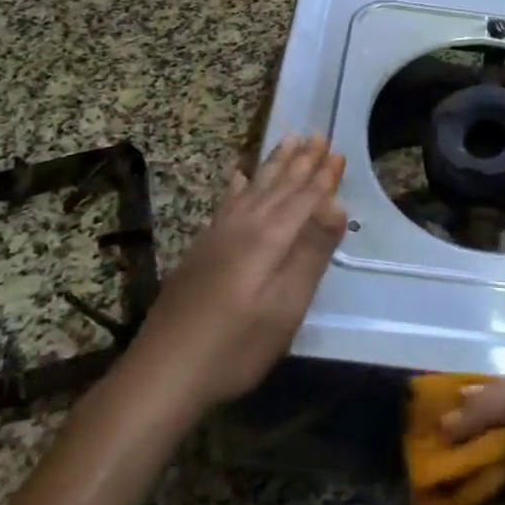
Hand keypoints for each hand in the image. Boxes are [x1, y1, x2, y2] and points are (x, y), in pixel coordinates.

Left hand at [131, 135, 346, 410]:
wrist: (165, 370)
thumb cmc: (237, 345)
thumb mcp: (285, 306)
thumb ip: (310, 253)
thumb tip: (336, 206)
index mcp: (269, 238)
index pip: (304, 198)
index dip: (323, 177)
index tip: (339, 153)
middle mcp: (243, 225)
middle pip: (278, 185)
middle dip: (301, 161)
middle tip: (317, 134)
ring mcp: (218, 235)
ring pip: (253, 187)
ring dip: (274, 164)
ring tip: (288, 140)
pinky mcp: (202, 247)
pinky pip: (227, 201)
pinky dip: (238, 184)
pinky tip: (239, 175)